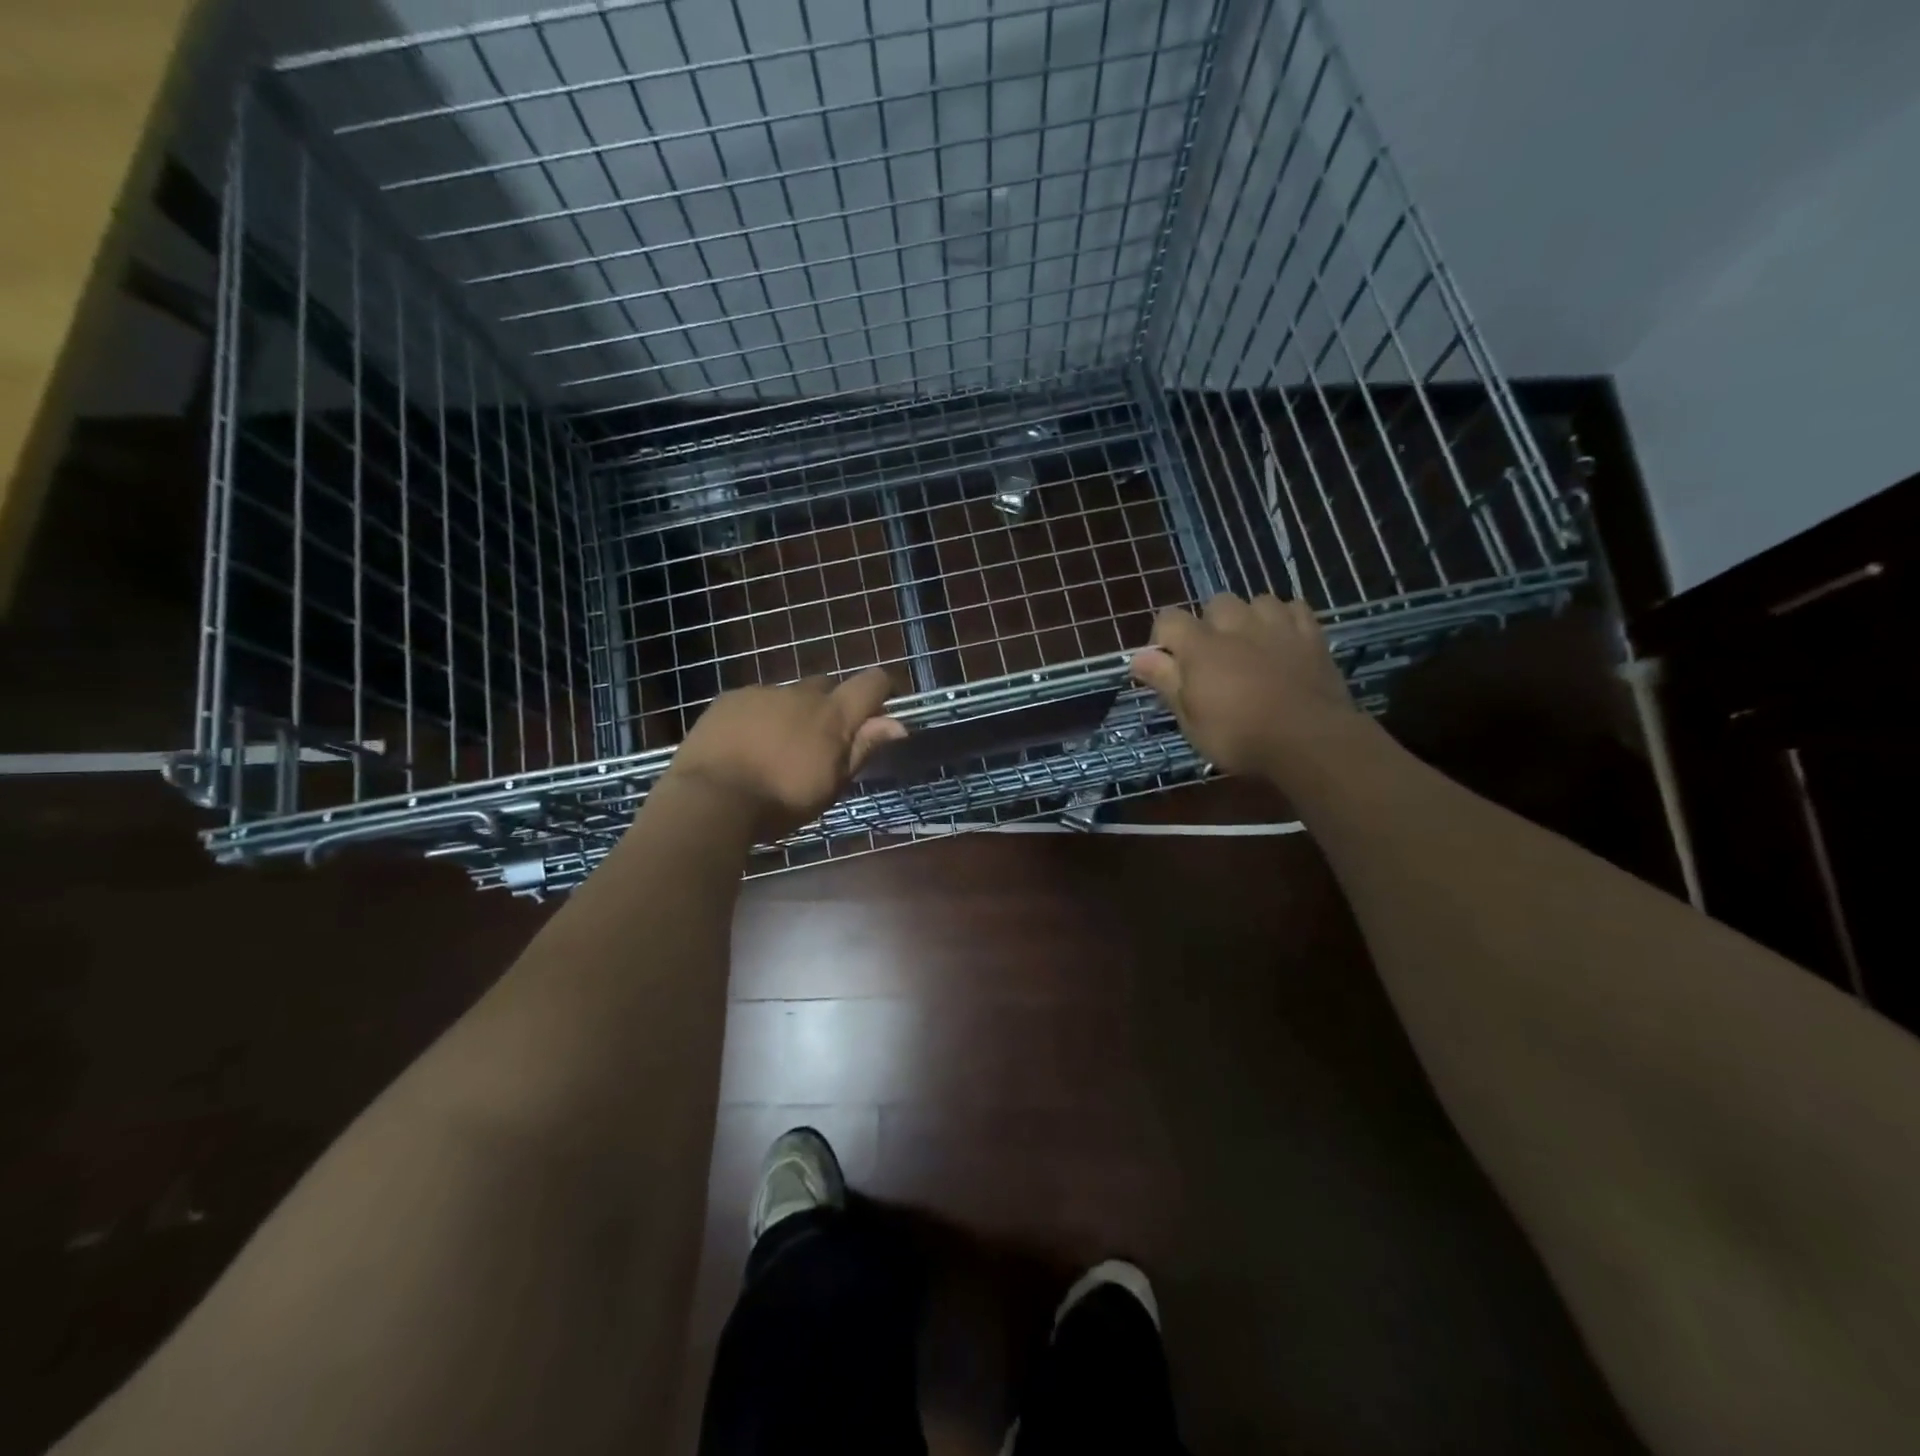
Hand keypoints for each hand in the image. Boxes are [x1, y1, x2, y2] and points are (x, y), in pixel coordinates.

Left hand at [665, 668, 907, 838]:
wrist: (710, 797)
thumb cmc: (780, 801)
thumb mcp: (831, 784)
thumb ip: (863, 748)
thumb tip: (898, 724)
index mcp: (833, 715)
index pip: (872, 682)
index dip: (881, 689)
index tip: (879, 708)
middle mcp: (801, 693)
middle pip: (827, 686)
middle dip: (830, 706)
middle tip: (820, 741)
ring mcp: (762, 692)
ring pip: (788, 695)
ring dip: (791, 713)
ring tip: (775, 748)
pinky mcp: (729, 698)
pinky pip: (754, 700)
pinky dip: (758, 716)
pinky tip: (744, 745)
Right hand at [1129, 592, 1359, 781]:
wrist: (1309, 740)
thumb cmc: (1239, 737)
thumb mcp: (1190, 720)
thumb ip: (1165, 682)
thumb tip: (1138, 657)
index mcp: (1200, 647)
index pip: (1169, 618)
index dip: (1163, 638)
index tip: (1168, 665)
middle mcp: (1236, 625)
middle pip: (1216, 604)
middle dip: (1210, 625)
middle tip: (1214, 659)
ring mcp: (1277, 626)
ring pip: (1257, 601)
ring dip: (1249, 618)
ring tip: (1251, 646)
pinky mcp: (1312, 635)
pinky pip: (1294, 609)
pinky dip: (1285, 619)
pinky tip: (1284, 640)